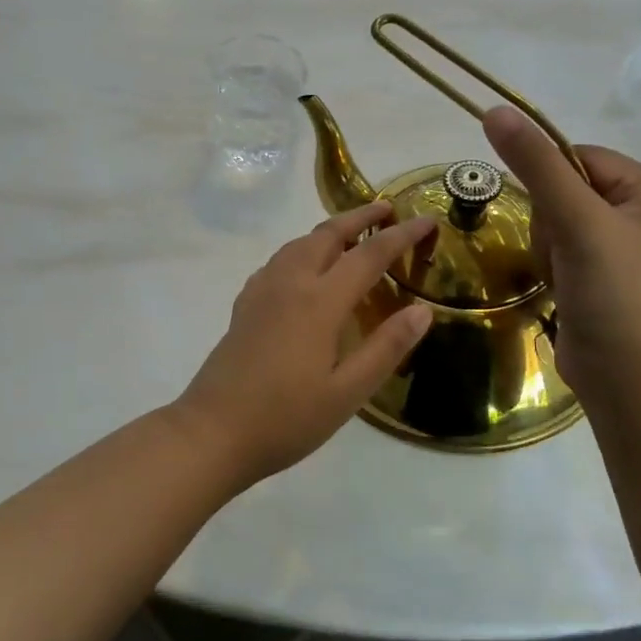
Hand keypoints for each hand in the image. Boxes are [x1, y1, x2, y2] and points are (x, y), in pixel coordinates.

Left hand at [173, 203, 435, 483]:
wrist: (213, 431)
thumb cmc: (286, 418)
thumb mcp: (348, 392)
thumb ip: (386, 347)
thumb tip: (422, 310)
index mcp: (319, 301)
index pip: (369, 255)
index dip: (401, 235)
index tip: (427, 220)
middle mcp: (290, 283)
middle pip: (327, 234)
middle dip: (360, 216)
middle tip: (388, 209)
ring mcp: (261, 291)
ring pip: (299, 243)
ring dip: (329, 229)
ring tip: (351, 232)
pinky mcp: (245, 305)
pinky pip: (279, 260)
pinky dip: (302, 248)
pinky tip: (305, 267)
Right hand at [482, 106, 640, 399]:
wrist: (631, 383)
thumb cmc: (617, 295)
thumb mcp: (577, 222)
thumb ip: (536, 165)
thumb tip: (495, 111)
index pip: (578, 157)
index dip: (550, 184)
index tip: (554, 223)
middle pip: (565, 190)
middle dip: (551, 225)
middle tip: (565, 259)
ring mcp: (626, 246)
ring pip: (556, 222)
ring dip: (548, 249)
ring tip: (565, 280)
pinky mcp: (605, 276)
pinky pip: (561, 250)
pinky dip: (553, 268)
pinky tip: (564, 292)